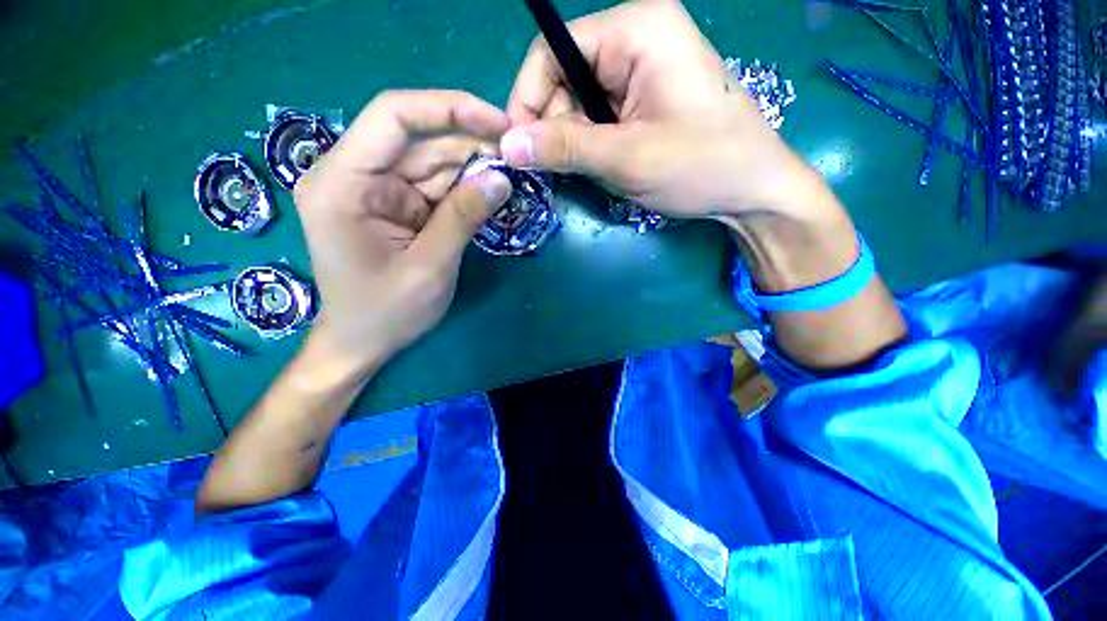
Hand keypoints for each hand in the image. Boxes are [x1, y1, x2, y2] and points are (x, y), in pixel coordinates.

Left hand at [293, 90, 511, 377]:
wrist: (362, 343)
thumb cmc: (385, 313)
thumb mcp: (430, 267)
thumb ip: (463, 218)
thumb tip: (502, 178)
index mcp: (342, 182)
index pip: (394, 117)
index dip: (449, 108)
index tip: (498, 123)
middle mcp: (354, 175)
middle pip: (420, 141)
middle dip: (471, 147)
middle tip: (516, 161)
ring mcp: (377, 191)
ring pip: (433, 164)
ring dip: (473, 171)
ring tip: (510, 181)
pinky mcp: (396, 207)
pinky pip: (435, 189)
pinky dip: (464, 193)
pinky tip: (490, 197)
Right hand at [501, 0, 809, 219]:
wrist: (751, 188)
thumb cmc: (699, 165)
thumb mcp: (625, 157)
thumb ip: (564, 147)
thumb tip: (508, 146)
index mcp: (636, 30)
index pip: (552, 51)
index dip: (528, 100)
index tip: (520, 148)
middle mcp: (636, 39)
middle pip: (564, 77)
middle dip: (555, 127)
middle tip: (558, 170)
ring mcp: (642, 70)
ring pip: (580, 102)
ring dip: (575, 141)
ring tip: (590, 171)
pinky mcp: (645, 99)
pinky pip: (600, 117)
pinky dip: (592, 145)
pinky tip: (604, 166)